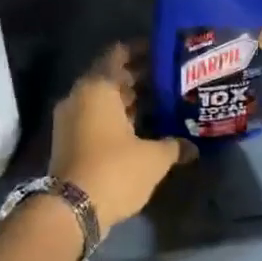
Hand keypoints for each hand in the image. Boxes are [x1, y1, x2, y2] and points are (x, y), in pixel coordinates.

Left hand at [50, 43, 192, 225]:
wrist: (71, 209)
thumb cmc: (115, 171)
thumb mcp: (153, 158)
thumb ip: (174, 145)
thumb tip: (193, 146)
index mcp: (97, 88)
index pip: (118, 54)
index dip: (142, 51)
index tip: (165, 53)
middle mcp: (79, 97)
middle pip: (111, 77)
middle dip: (140, 78)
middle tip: (171, 81)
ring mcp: (70, 120)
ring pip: (104, 101)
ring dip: (129, 102)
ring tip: (162, 105)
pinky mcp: (69, 142)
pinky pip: (96, 120)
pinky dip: (117, 120)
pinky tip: (143, 130)